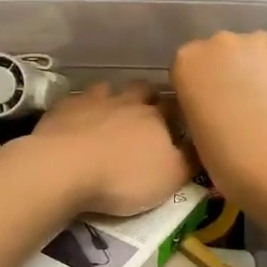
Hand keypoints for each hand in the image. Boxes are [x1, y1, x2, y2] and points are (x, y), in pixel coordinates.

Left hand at [28, 83, 193, 216]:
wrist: (64, 168)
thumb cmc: (123, 177)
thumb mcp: (170, 178)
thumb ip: (190, 160)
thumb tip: (203, 145)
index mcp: (156, 117)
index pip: (176, 106)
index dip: (180, 113)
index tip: (181, 123)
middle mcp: (126, 101)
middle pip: (143, 89)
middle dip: (149, 97)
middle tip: (148, 113)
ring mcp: (92, 100)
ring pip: (109, 88)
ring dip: (113, 97)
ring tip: (111, 113)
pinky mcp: (63, 108)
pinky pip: (76, 100)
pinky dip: (81, 107)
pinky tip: (78, 119)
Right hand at [171, 32, 266, 210]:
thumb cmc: (230, 161)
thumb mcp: (195, 133)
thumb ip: (199, 105)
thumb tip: (216, 103)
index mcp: (188, 61)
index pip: (187, 68)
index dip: (198, 89)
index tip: (209, 110)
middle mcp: (221, 42)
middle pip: (220, 53)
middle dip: (226, 74)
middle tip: (239, 107)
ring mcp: (261, 42)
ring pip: (253, 54)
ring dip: (256, 72)